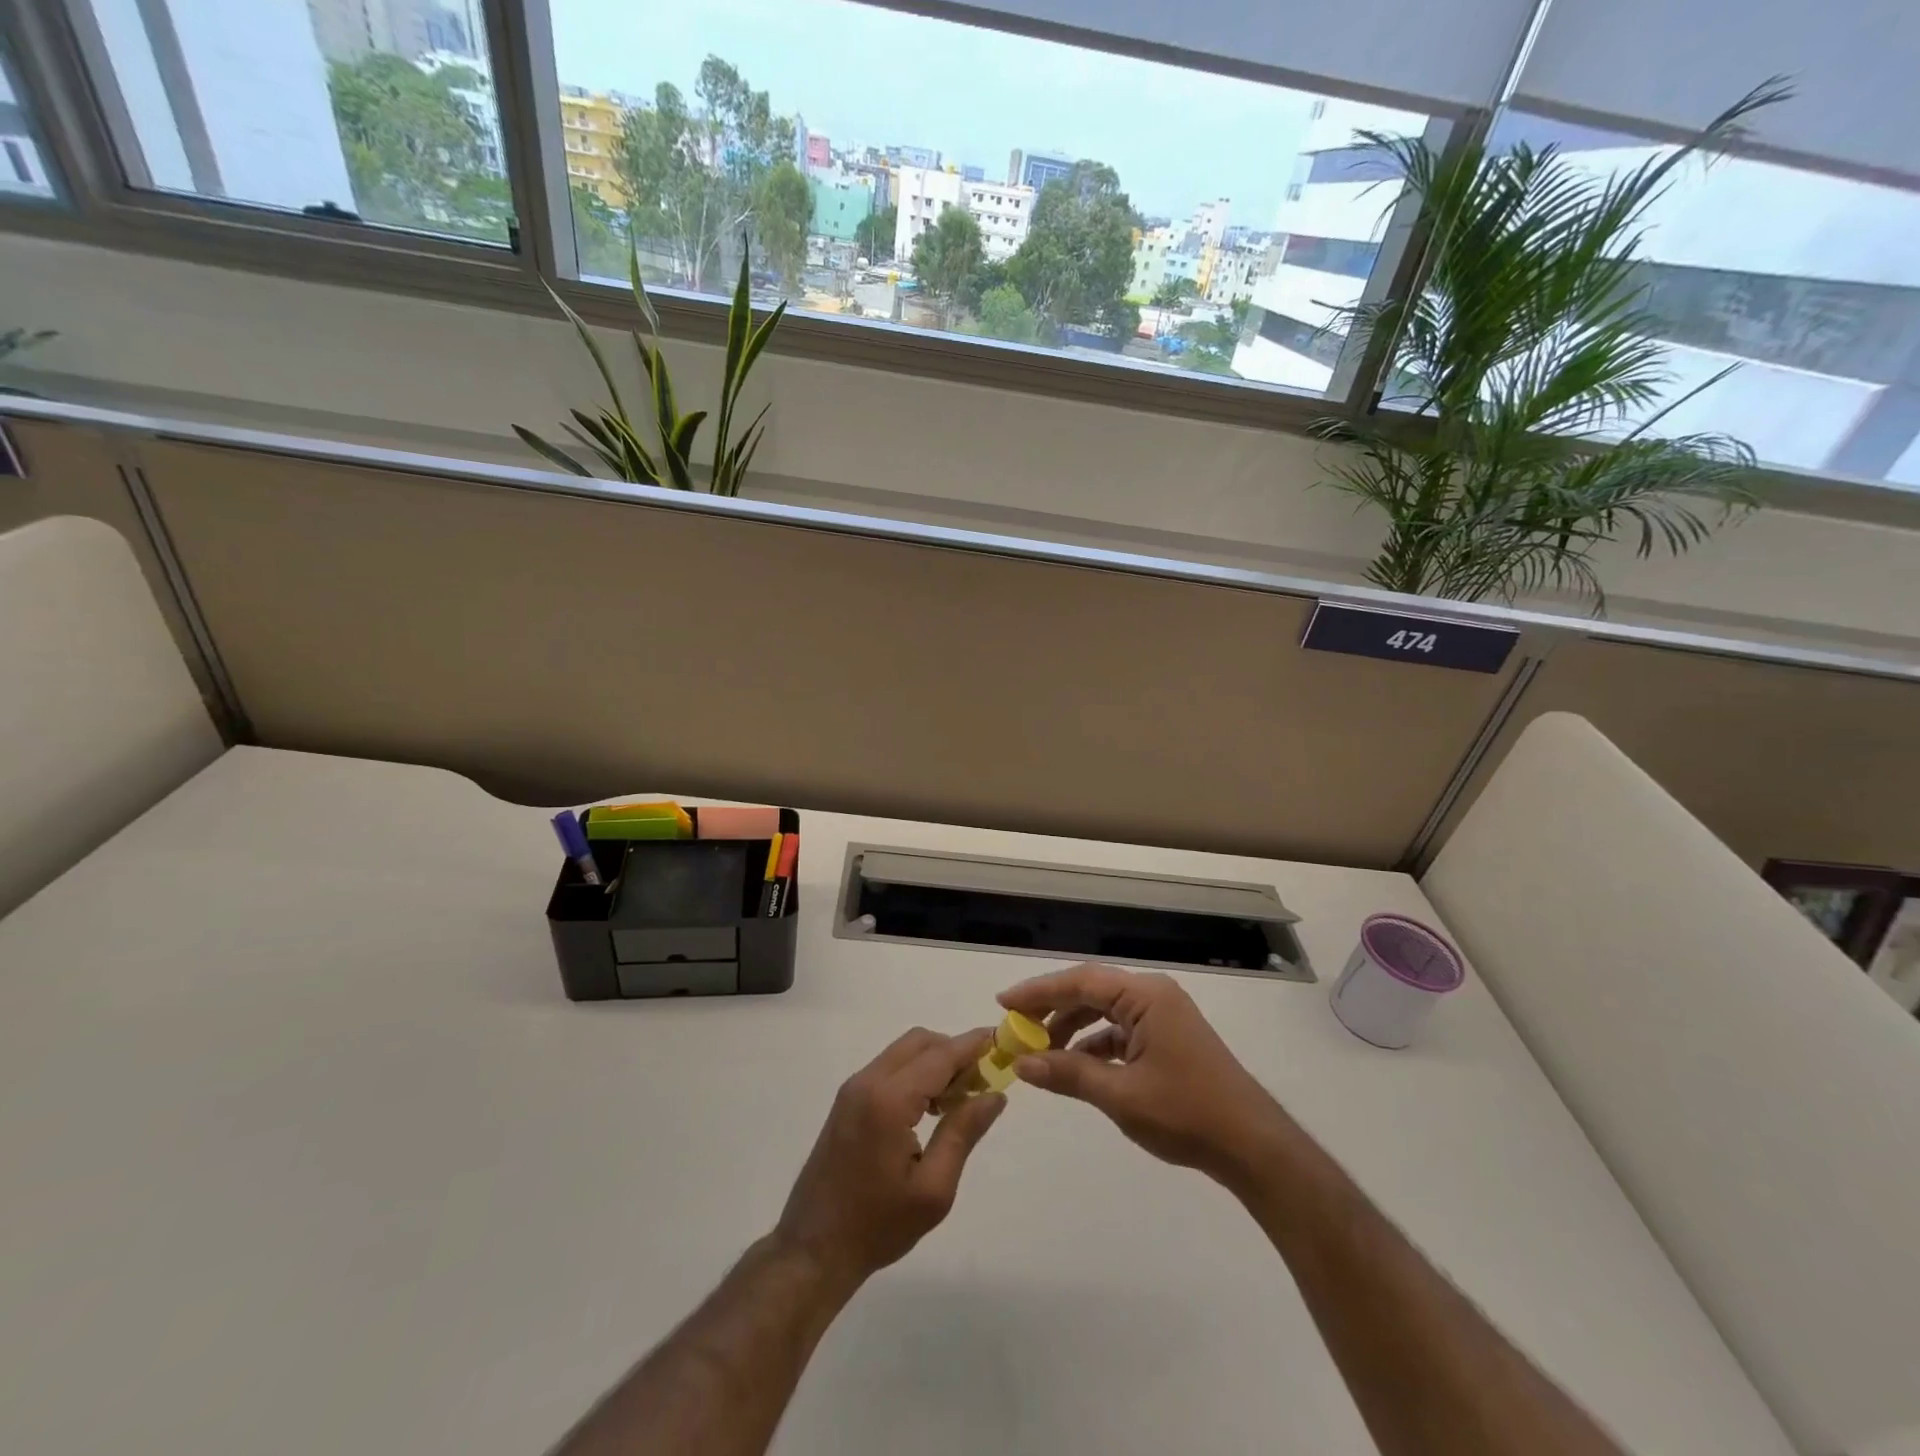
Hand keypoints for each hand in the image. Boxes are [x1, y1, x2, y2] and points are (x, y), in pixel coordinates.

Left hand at [773, 1027, 1005, 1290]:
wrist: (813, 1249)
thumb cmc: (877, 1225)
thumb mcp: (933, 1189)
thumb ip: (963, 1133)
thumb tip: (995, 1095)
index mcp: (889, 1100)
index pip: (940, 1055)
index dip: (973, 1045)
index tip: (1003, 1042)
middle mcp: (868, 1081)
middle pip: (920, 1042)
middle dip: (955, 1052)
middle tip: (982, 1083)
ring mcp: (853, 1088)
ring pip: (904, 1051)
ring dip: (935, 1062)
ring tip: (961, 1100)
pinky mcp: (848, 1100)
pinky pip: (890, 1067)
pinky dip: (916, 1073)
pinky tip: (932, 1108)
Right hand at [999, 964, 1288, 1186]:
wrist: (1252, 1146)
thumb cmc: (1186, 1113)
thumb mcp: (1120, 1095)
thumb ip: (1069, 1074)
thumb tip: (1022, 1064)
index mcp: (1145, 996)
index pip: (1080, 982)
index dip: (1038, 991)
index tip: (1003, 1003)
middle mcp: (1153, 995)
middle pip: (1090, 992)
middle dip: (1051, 1010)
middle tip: (1015, 1029)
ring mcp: (1163, 1016)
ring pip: (1104, 1012)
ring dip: (1072, 1028)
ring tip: (1039, 1052)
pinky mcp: (1168, 1038)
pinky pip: (1121, 1030)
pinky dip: (1095, 1044)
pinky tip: (1075, 1066)